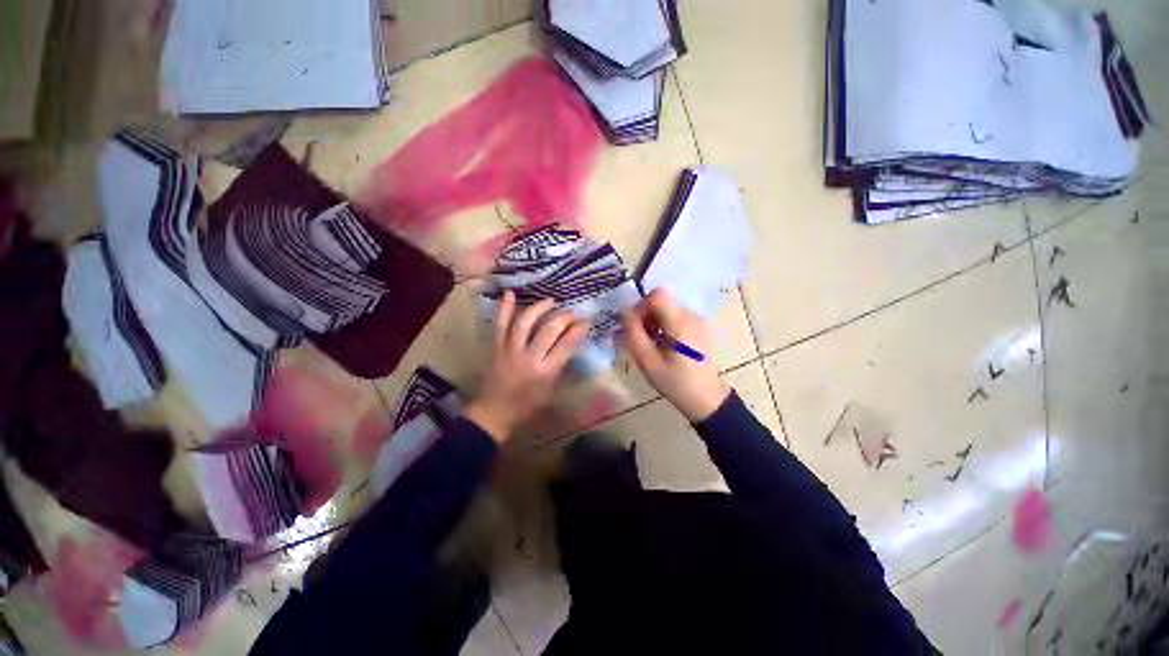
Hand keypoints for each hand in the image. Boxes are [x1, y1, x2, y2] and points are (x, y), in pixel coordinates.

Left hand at [465, 291, 590, 442]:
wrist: (494, 412)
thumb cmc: (527, 405)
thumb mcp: (551, 390)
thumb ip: (560, 366)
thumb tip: (571, 344)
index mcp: (545, 372)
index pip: (566, 345)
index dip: (579, 329)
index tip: (587, 320)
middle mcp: (528, 357)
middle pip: (548, 330)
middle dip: (564, 317)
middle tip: (573, 312)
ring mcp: (510, 350)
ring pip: (524, 323)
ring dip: (539, 308)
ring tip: (550, 301)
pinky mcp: (496, 347)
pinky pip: (500, 325)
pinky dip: (504, 308)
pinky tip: (510, 293)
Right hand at [621, 289, 729, 422]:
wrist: (708, 400)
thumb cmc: (676, 384)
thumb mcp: (648, 362)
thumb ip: (634, 334)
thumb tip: (624, 313)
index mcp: (680, 323)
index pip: (658, 295)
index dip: (641, 306)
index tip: (633, 326)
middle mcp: (691, 316)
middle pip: (662, 300)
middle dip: (645, 314)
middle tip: (638, 336)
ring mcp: (697, 321)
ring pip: (667, 307)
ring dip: (653, 320)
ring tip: (649, 343)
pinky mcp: (698, 327)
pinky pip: (675, 316)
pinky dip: (663, 324)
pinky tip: (661, 344)